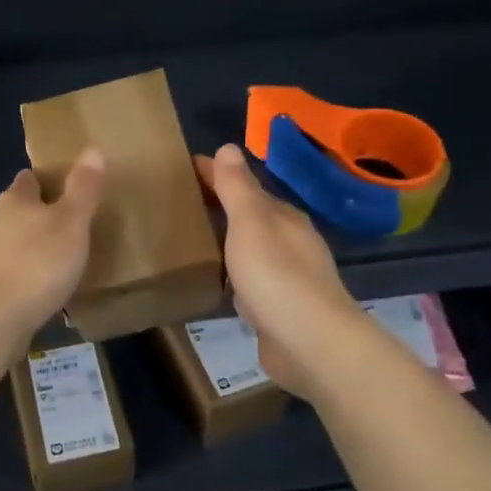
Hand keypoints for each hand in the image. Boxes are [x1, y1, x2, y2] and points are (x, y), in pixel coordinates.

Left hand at [0, 149, 105, 342]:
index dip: (50, 181)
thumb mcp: (72, 223)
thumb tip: (93, 149)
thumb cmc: (38, 263)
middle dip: (41, 214)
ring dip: (32, 244)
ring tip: (60, 258)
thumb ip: (83, 188)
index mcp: (15, 198)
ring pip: (12, 238)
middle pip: (19, 208)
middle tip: (72, 226)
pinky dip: (25, 272)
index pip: (30, 178)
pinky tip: (41, 286)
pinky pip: (9, 268)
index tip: (72, 191)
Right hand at [196, 144, 364, 400]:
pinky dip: (232, 275)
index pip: (244, 186)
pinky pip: (249, 282)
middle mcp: (290, 242)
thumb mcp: (251, 223)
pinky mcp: (279, 309)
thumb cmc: (277, 276)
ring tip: (191, 238)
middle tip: (179, 202)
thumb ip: (237, 188)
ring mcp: (287, 278)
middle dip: (220, 206)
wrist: (311, 344)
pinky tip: (217, 282)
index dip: (215, 174)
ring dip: (227, 241)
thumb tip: (228, 147)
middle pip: (250, 216)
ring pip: (250, 249)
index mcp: (284, 217)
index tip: (183, 167)